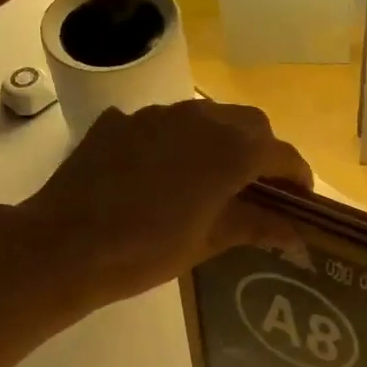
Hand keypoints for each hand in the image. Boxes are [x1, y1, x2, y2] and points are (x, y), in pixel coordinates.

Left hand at [16, 101, 311, 308]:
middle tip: (260, 188)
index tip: (301, 201)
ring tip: (213, 178)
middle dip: (263, 151)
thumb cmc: (145, 251)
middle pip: (250, 124)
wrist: (65, 244)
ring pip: (207, 116)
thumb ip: (255, 226)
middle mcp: (199, 119)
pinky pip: (164, 124)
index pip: (281, 154)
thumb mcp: (207, 242)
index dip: (297, 176)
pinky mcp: (121, 121)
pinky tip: (162, 173)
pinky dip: (178, 142)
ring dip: (222, 140)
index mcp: (229, 151)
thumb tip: (296, 231)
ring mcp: (156, 114)